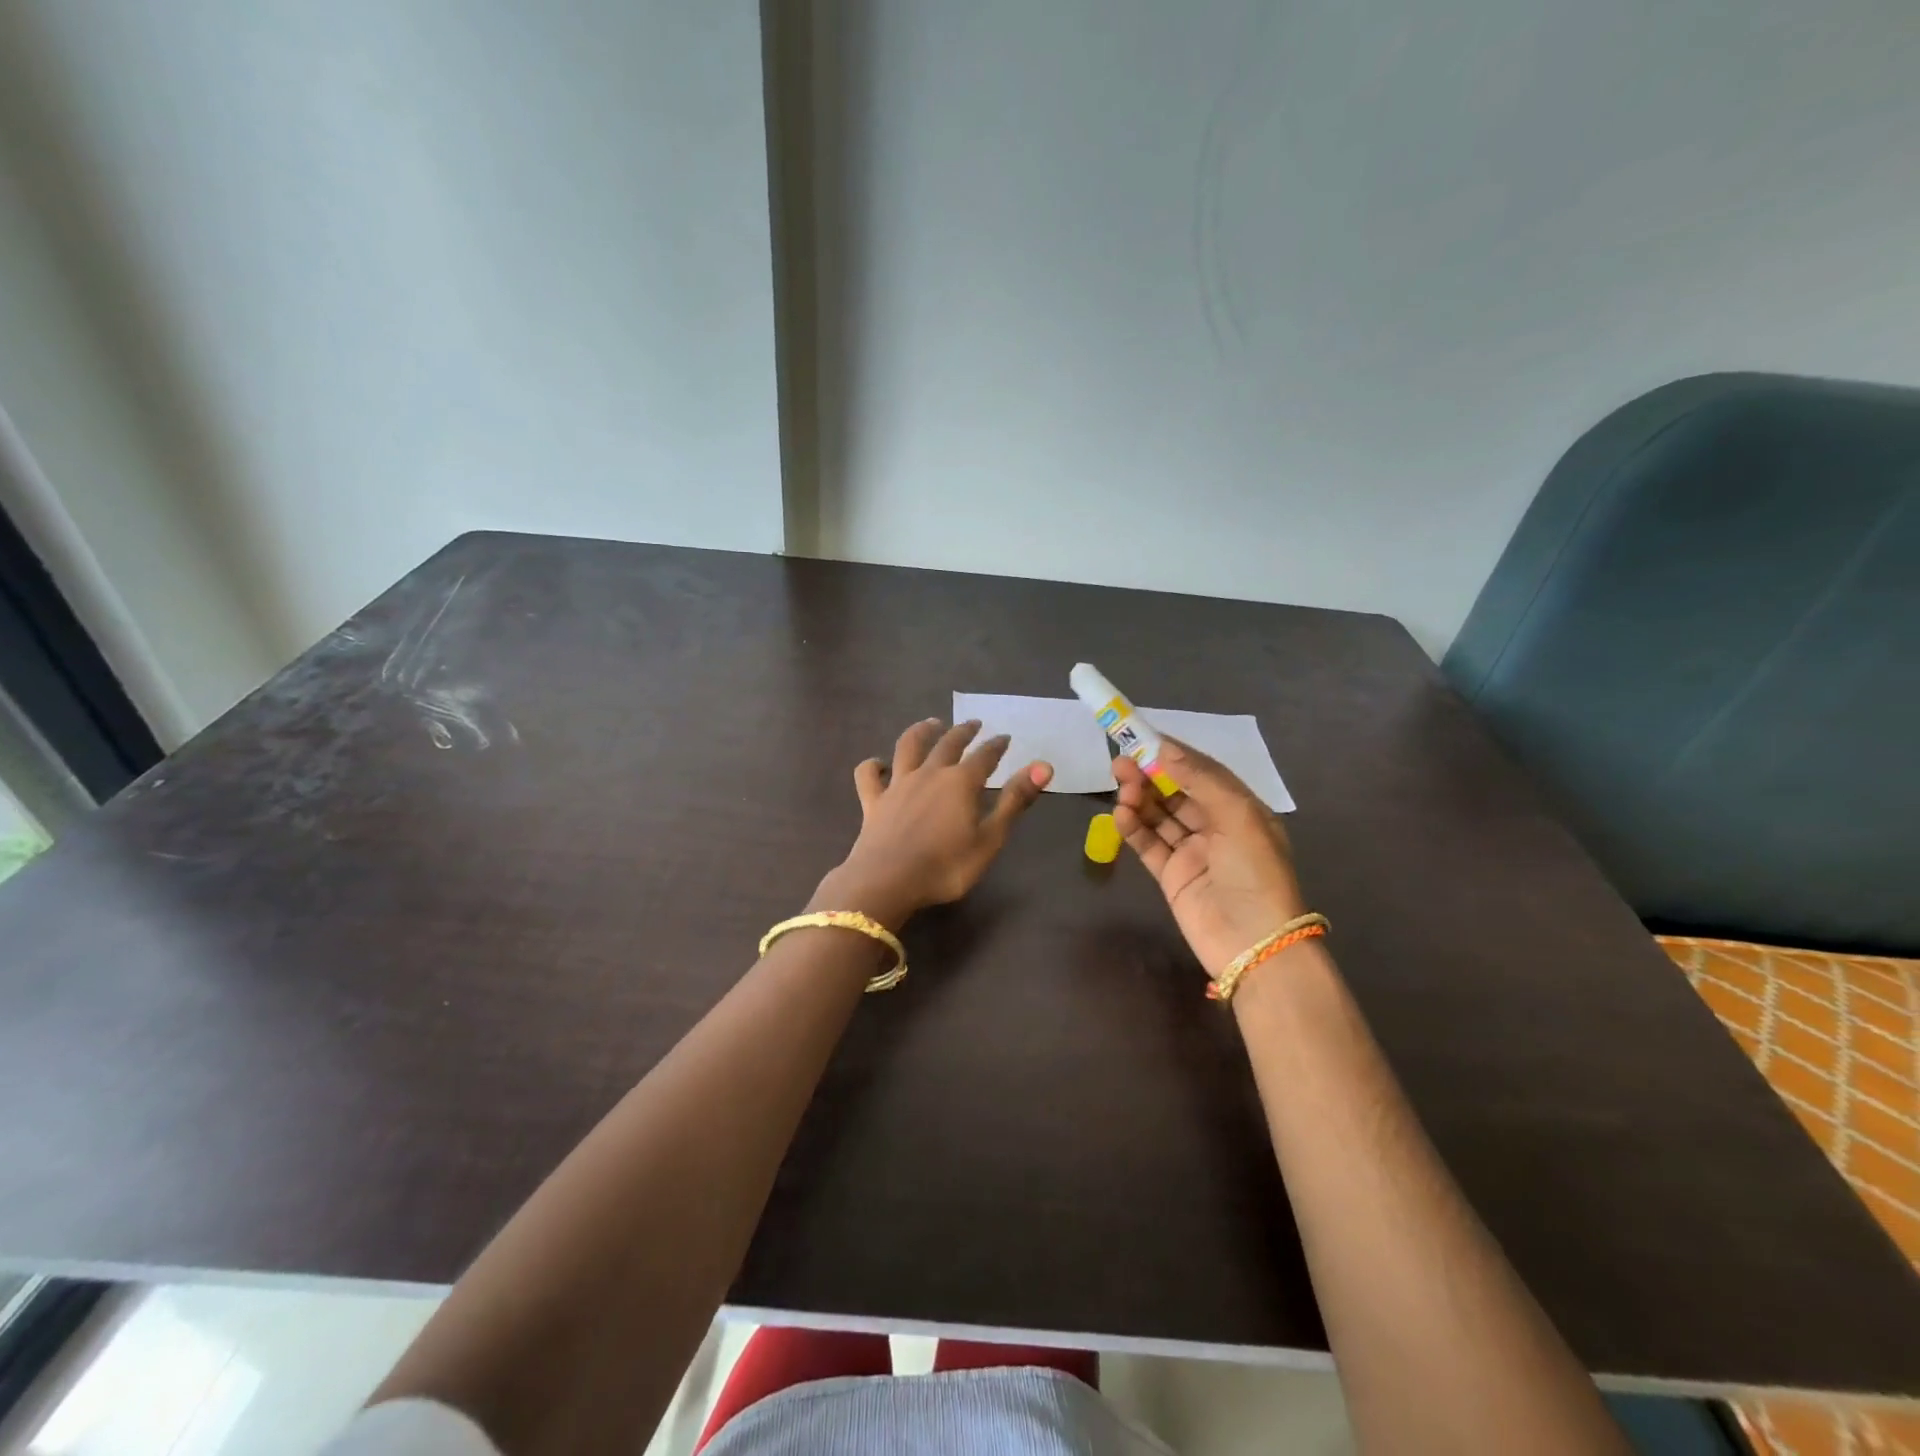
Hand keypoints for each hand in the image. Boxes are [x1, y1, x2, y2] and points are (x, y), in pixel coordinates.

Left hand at [819, 719, 1052, 926]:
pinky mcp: (873, 801)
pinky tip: (878, 764)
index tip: (1005, 738)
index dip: (996, 746)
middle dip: (963, 732)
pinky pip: (869, 775)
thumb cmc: (946, 866)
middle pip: (948, 744)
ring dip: (921, 731)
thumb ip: (1015, 801)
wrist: (887, 881)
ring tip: (931, 724)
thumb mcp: (990, 839)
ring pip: (908, 746)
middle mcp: (930, 774)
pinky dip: (873, 765)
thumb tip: (1044, 766)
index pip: (984, 756)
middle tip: (973, 724)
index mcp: (961, 782)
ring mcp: (898, 785)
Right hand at [1113, 737, 1307, 979]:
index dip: (1173, 754)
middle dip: (1149, 775)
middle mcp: (1216, 826)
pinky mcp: (1172, 876)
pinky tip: (1120, 814)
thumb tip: (1165, 748)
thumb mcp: (1238, 817)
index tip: (1142, 737)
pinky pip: (1149, 844)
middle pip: (1176, 792)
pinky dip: (1133, 828)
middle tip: (1120, 762)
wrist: (1254, 945)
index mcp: (1240, 809)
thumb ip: (1201, 780)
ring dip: (1139, 799)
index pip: (1202, 771)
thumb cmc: (1255, 873)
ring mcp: (1193, 852)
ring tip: (1120, 787)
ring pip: (1159, 816)